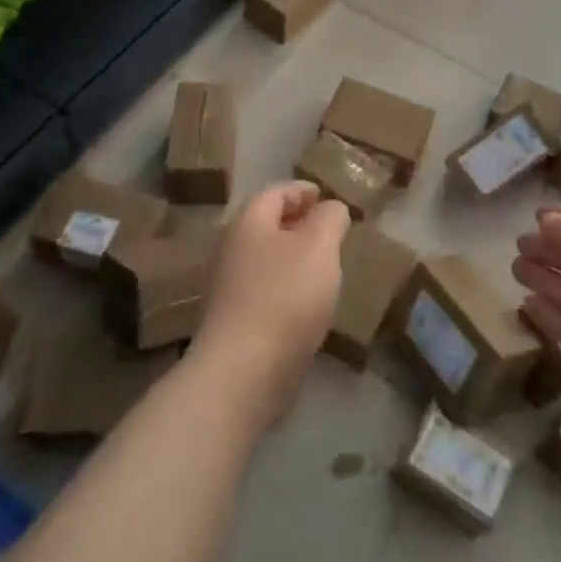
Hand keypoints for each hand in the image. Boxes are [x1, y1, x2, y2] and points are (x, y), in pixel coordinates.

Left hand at [191, 182, 348, 424]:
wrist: (245, 370)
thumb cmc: (285, 296)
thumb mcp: (319, 245)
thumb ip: (329, 218)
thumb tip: (330, 208)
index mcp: (249, 223)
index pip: (274, 193)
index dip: (301, 191)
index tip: (325, 196)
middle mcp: (232, 250)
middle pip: (267, 226)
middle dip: (298, 223)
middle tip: (330, 230)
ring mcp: (230, 289)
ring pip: (267, 260)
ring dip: (294, 258)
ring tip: (325, 266)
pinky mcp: (236, 323)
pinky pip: (266, 292)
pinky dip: (288, 288)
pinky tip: (309, 304)